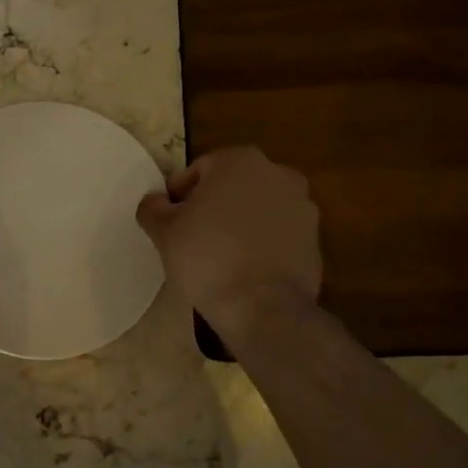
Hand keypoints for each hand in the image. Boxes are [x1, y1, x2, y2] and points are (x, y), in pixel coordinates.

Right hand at [136, 147, 321, 338]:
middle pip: (232, 186)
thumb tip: (156, 201)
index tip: (171, 223)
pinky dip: (262, 244)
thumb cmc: (207, 257)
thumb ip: (152, 207)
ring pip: (258, 209)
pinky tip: (245, 269)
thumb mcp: (163, 231)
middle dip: (213, 206)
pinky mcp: (315, 239)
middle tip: (192, 238)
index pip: (199, 170)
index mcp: (240, 160)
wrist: (262, 306)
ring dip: (240, 224)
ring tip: (220, 256)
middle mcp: (277, 173)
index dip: (180, 196)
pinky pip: (278, 234)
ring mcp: (302, 206)